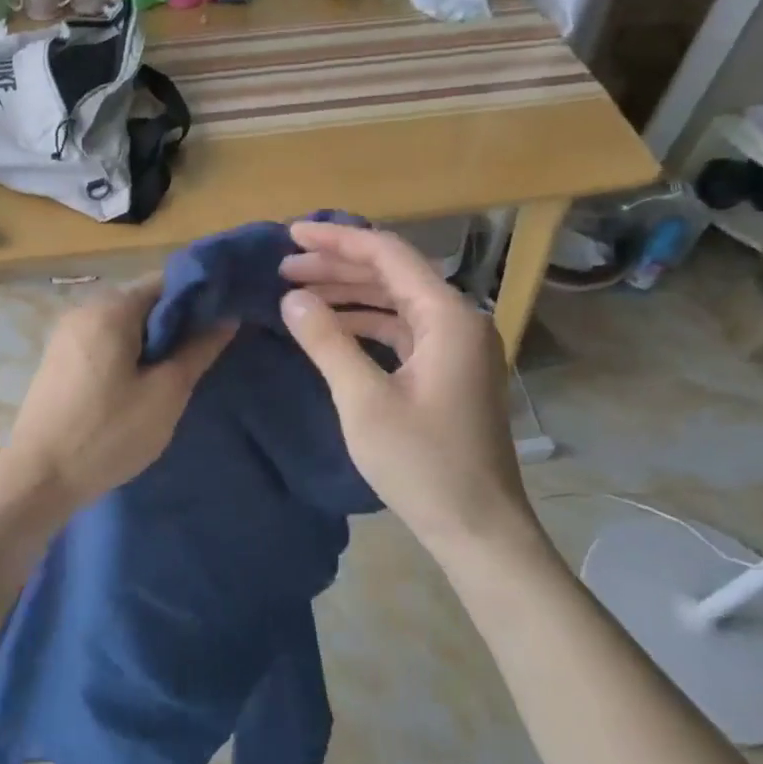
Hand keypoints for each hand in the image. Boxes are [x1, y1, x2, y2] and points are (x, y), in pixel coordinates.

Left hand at [0, 278, 236, 517]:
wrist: (38, 478)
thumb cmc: (107, 433)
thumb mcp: (166, 394)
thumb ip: (198, 350)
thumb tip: (227, 317)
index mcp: (111, 308)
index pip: (166, 282)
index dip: (199, 298)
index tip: (223, 322)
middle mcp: (85, 309)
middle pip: (143, 300)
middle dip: (175, 322)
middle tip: (203, 354)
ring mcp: (66, 333)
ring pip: (123, 323)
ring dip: (151, 340)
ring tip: (175, 372)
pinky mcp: (58, 358)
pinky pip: (103, 340)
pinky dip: (126, 352)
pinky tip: (139, 383)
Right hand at [279, 221, 544, 566]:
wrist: (478, 527)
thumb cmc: (422, 463)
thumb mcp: (364, 400)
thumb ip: (327, 341)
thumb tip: (292, 298)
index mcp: (447, 316)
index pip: (388, 254)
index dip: (337, 240)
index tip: (291, 235)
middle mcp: (459, 320)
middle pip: (393, 274)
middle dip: (337, 266)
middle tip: (284, 268)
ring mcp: (457, 347)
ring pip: (397, 302)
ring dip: (350, 294)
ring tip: (299, 293)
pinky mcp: (450, 370)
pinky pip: (404, 330)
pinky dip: (367, 324)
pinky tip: (334, 328)